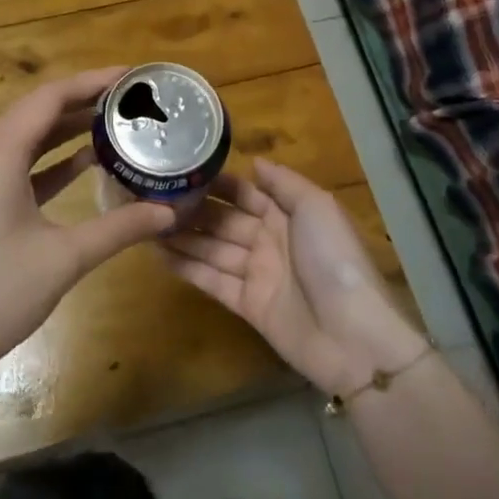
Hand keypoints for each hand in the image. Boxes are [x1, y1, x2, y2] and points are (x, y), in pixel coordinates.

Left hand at [0, 69, 177, 378]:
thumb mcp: (65, 258)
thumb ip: (120, 227)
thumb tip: (169, 212)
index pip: (48, 98)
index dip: (91, 82)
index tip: (131, 77)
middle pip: (34, 111)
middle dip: (82, 102)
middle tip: (129, 100)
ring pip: (23, 137)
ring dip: (64, 129)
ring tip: (113, 123)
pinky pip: (13, 163)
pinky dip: (47, 159)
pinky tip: (83, 162)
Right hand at [161, 158, 426, 394]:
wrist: (353, 337)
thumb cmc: (335, 261)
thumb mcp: (317, 208)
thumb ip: (284, 183)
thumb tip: (255, 161)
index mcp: (288, 215)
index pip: (246, 193)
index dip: (218, 183)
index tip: (184, 171)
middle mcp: (269, 240)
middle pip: (224, 221)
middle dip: (193, 211)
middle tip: (153, 198)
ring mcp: (257, 274)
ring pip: (213, 250)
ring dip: (183, 238)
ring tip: (145, 224)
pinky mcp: (247, 305)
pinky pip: (212, 281)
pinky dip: (188, 269)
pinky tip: (159, 255)